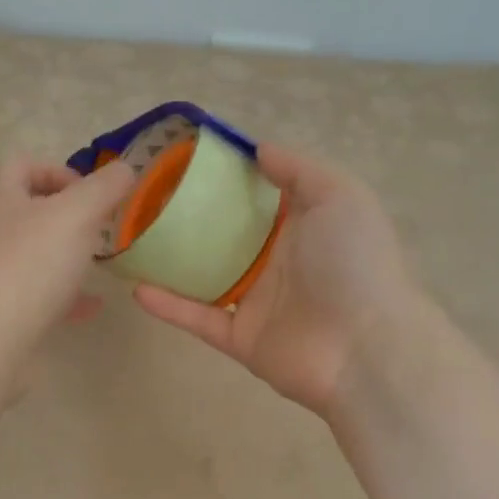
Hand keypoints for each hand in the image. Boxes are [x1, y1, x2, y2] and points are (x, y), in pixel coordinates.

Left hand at [0, 155, 136, 350]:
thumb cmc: (31, 264)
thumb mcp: (77, 215)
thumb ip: (104, 188)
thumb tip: (124, 169)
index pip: (21, 165)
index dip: (58, 171)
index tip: (90, 194)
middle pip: (24, 210)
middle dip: (64, 217)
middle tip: (96, 230)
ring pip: (28, 253)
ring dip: (62, 255)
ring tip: (94, 266)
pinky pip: (31, 293)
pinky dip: (61, 295)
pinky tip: (90, 307)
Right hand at [132, 144, 435, 417]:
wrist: (365, 349)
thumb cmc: (353, 263)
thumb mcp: (339, 196)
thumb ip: (298, 169)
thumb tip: (257, 149)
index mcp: (303, 226)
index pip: (259, 195)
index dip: (227, 176)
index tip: (186, 159)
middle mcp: (278, 261)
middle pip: (226, 235)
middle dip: (190, 218)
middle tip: (147, 199)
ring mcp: (257, 302)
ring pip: (205, 278)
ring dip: (172, 264)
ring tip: (133, 243)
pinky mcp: (239, 338)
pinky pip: (198, 318)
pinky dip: (169, 306)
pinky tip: (137, 288)